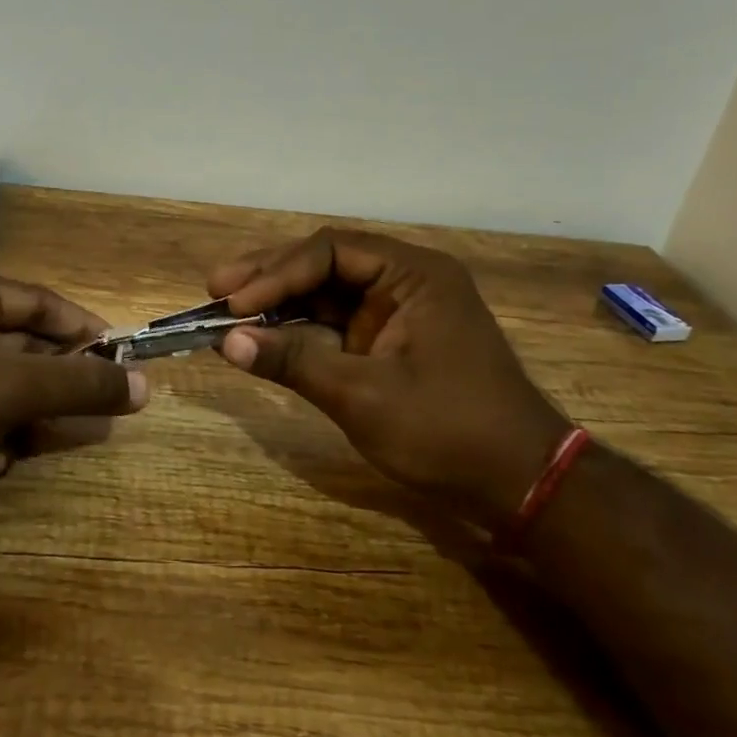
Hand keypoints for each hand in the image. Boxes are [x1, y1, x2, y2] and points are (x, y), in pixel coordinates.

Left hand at [0, 272, 148, 540]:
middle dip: (50, 389)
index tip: (123, 362)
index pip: (43, 302)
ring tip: (16, 450)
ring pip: (0, 392)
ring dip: (17, 425)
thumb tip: (145, 385)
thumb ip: (79, 385)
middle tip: (85, 416)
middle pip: (23, 350)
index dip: (86, 330)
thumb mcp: (8, 390)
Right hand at [209, 229, 569, 529]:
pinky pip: (335, 325)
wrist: (520, 486)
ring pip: (326, 293)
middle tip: (215, 290)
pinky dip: (298, 331)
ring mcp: (398, 313)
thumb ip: (293, 362)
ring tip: (226, 310)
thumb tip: (225, 343)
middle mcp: (406, 281)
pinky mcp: (390, 343)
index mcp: (414, 274)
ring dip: (278, 302)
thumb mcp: (363, 396)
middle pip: (324, 263)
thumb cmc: (448, 432)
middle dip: (269, 278)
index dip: (276, 273)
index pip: (330, 250)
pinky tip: (261, 336)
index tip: (233, 304)